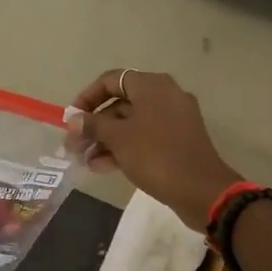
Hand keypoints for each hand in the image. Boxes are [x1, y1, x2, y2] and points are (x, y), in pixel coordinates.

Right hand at [68, 70, 240, 229]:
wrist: (201, 190)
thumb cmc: (156, 155)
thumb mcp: (119, 138)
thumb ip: (93, 125)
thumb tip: (74, 119)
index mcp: (152, 86)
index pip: (111, 80)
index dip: (87, 97)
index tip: (71, 119)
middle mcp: (165, 95)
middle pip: (121, 104)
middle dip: (95, 125)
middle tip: (74, 146)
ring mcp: (175, 119)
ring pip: (132, 124)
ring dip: (107, 140)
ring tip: (85, 161)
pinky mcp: (179, 141)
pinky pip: (146, 138)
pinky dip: (126, 148)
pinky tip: (104, 167)